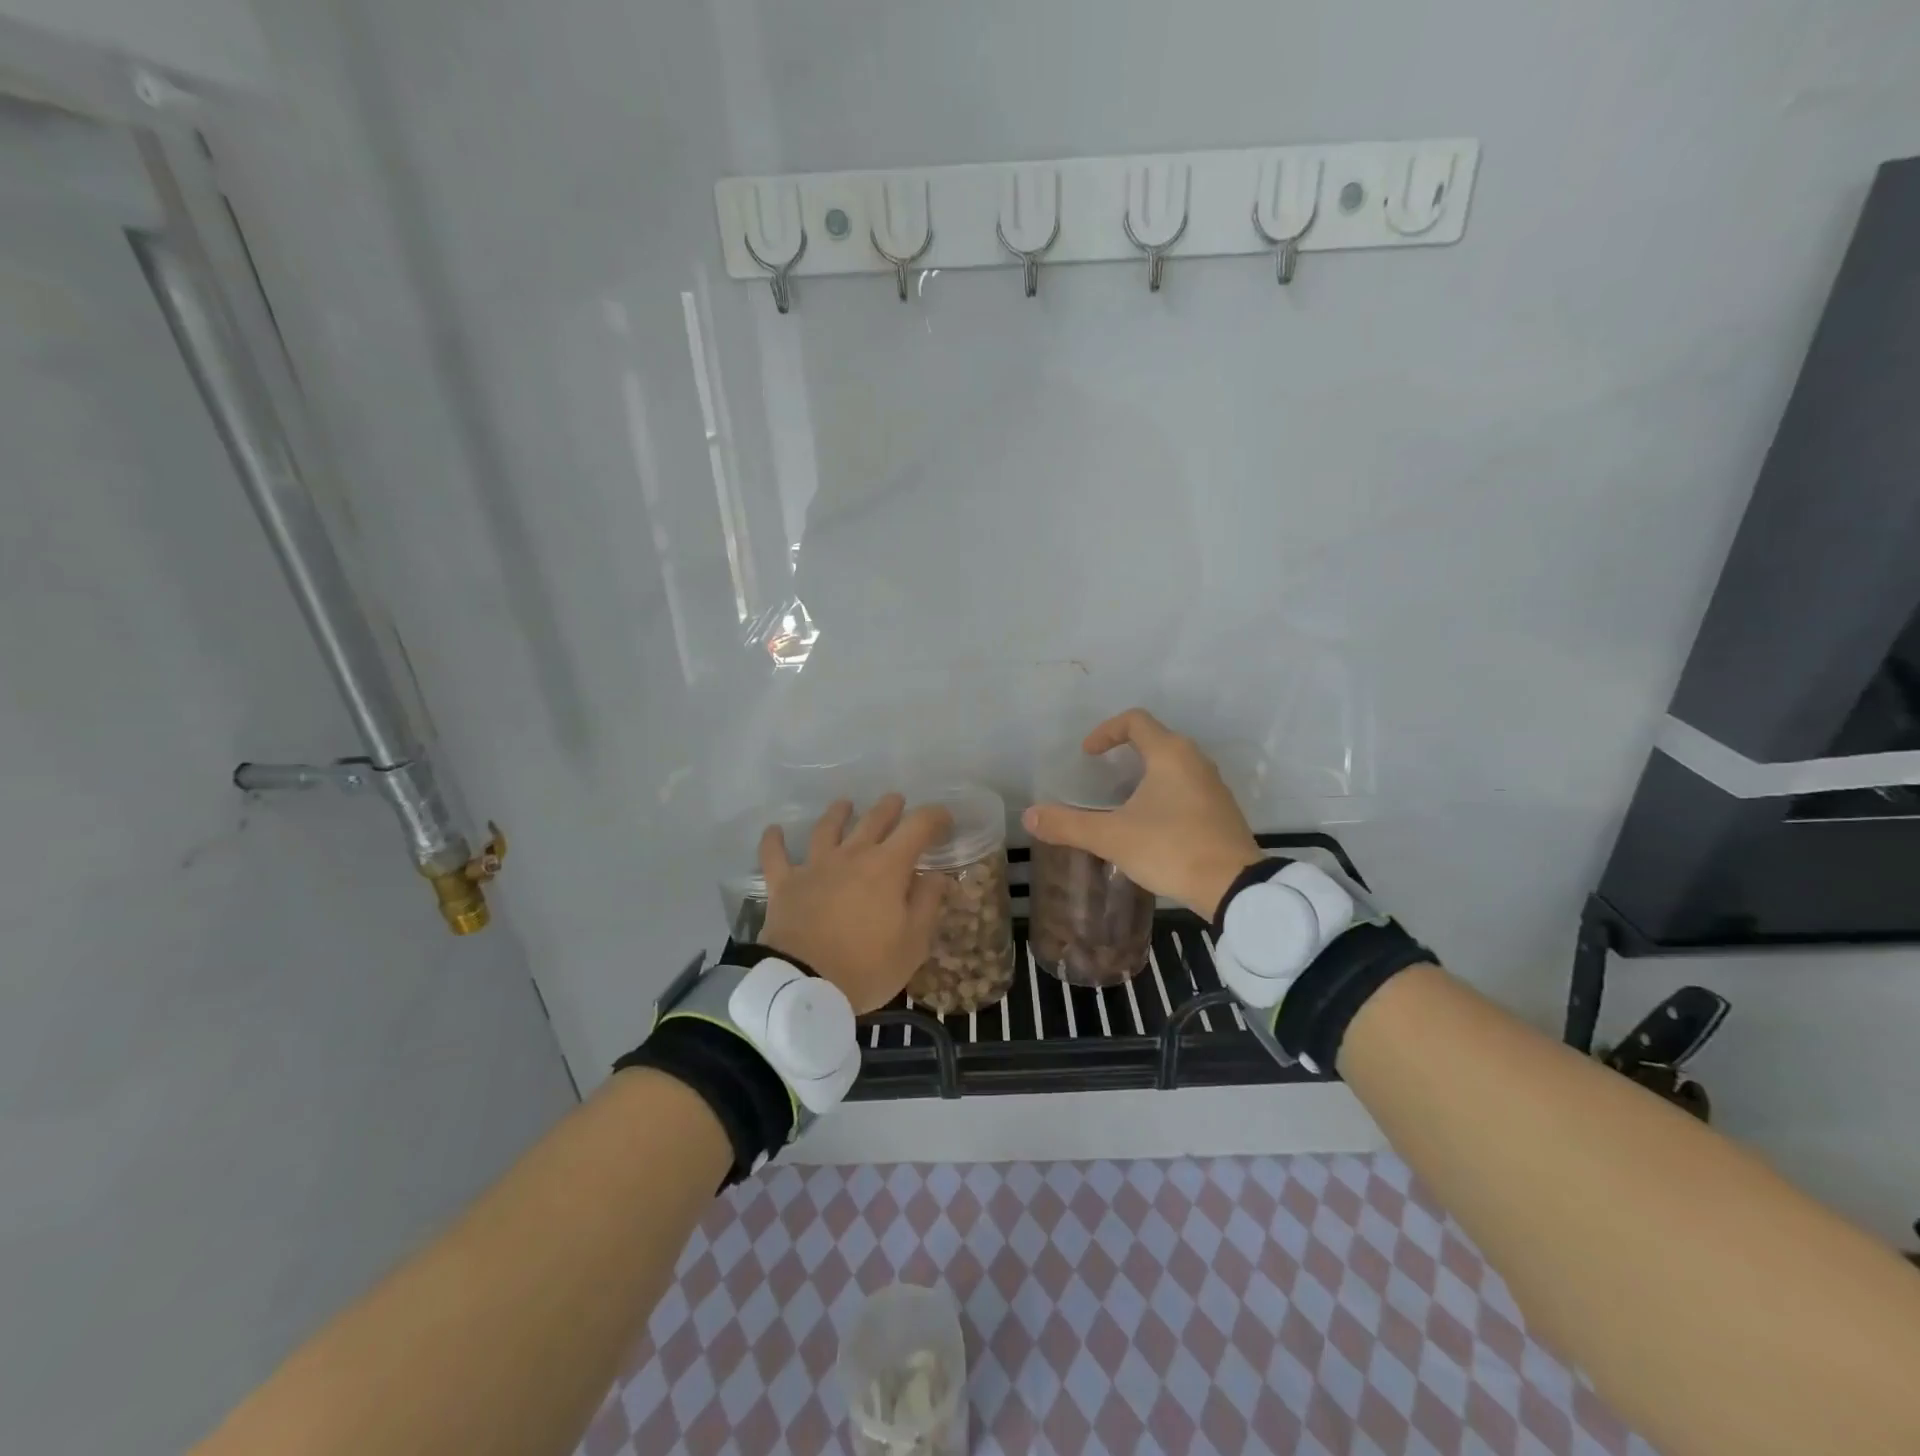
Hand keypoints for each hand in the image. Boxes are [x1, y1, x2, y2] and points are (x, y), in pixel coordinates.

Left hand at [758, 795, 953, 1013]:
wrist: (804, 986)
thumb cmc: (867, 966)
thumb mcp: (913, 942)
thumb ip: (927, 903)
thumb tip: (934, 875)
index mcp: (887, 866)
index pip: (917, 827)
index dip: (934, 817)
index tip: (944, 819)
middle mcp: (852, 855)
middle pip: (873, 819)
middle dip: (889, 807)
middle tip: (897, 802)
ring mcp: (815, 867)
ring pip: (827, 828)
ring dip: (838, 813)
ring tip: (845, 804)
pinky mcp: (784, 884)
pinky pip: (775, 856)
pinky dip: (774, 841)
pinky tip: (774, 830)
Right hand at [1023, 709, 1262, 917]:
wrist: (1234, 886)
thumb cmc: (1171, 848)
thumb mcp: (1112, 837)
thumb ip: (1069, 825)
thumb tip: (1030, 817)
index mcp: (1170, 754)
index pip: (1135, 720)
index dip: (1105, 731)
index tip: (1087, 755)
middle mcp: (1195, 760)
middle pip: (1155, 740)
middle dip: (1124, 752)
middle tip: (1101, 776)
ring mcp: (1213, 785)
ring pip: (1173, 766)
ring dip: (1145, 775)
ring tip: (1122, 802)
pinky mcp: (1222, 810)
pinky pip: (1187, 788)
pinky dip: (1164, 794)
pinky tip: (1151, 825)